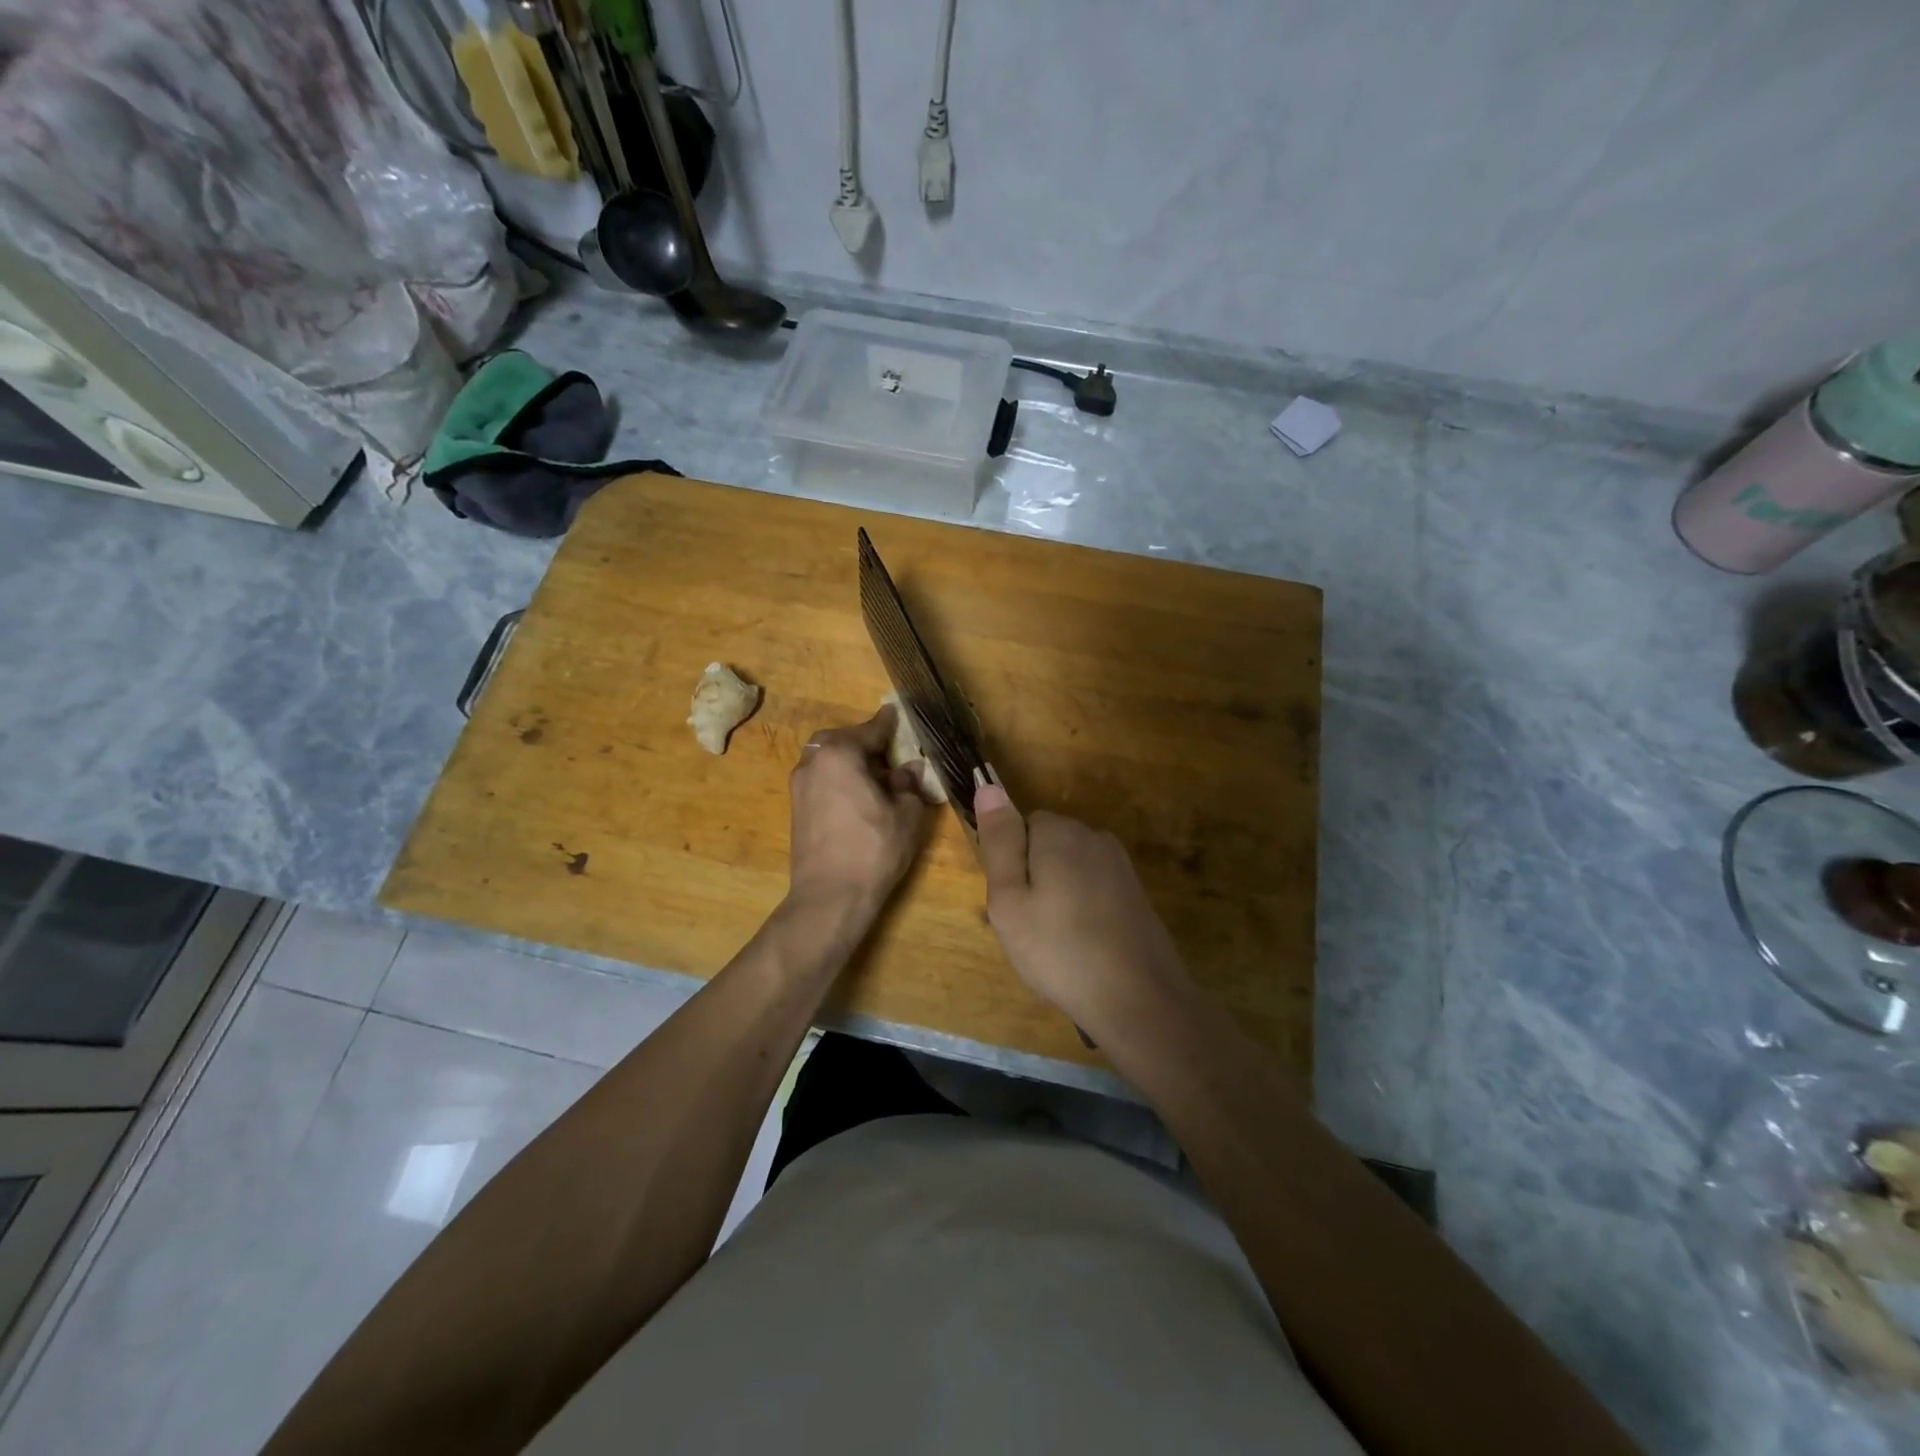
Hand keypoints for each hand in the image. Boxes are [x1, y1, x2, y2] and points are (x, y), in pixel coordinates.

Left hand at [787, 707, 926, 922]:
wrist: (830, 896)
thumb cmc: (874, 849)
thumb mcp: (906, 813)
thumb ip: (908, 783)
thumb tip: (908, 769)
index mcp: (840, 753)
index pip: (870, 730)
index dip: (888, 723)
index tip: (896, 712)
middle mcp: (813, 761)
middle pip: (842, 740)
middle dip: (865, 743)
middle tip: (890, 753)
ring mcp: (800, 785)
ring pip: (828, 759)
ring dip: (850, 761)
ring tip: (876, 777)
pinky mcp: (796, 808)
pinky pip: (821, 779)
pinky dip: (839, 778)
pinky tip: (858, 796)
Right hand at [973, 784, 1192, 1035]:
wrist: (1138, 998)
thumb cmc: (1059, 950)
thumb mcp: (1009, 900)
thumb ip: (999, 841)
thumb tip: (988, 785)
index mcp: (1060, 833)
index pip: (1020, 825)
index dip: (1010, 864)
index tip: (1012, 903)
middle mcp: (1094, 837)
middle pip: (1047, 845)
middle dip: (1034, 877)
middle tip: (1028, 927)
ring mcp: (1120, 865)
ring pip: (1070, 869)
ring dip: (1058, 895)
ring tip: (1055, 942)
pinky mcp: (1135, 892)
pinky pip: (1093, 888)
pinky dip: (1083, 910)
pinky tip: (1082, 946)